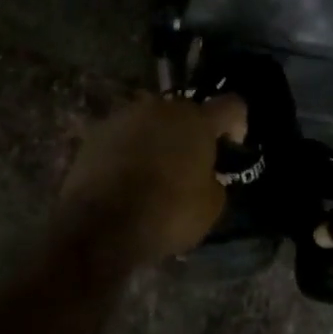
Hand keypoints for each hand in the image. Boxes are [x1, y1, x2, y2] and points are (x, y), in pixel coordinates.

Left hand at [57, 93, 247, 264]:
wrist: (100, 228)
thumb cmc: (167, 214)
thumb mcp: (211, 206)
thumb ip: (214, 180)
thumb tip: (204, 176)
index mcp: (196, 120)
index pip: (230, 105)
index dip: (237, 124)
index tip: (231, 147)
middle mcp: (160, 108)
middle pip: (185, 112)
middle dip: (191, 134)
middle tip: (191, 164)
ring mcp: (123, 118)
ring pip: (151, 123)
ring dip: (158, 140)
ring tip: (155, 172)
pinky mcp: (94, 135)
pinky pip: (123, 138)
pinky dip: (129, 151)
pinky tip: (127, 178)